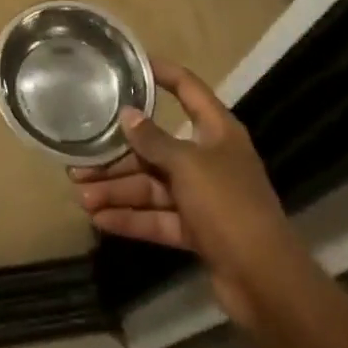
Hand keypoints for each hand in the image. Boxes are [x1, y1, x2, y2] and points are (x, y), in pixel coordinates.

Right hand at [71, 60, 299, 326]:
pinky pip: (158, 218)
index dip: (163, 73)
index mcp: (217, 131)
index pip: (188, 89)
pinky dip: (132, 219)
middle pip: (158, 148)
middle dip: (119, 157)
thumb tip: (127, 115)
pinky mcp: (197, 232)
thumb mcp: (188, 165)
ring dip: (118, 191)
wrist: (267, 283)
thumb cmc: (229, 206)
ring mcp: (203, 198)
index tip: (131, 65)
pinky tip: (100, 220)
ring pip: (152, 187)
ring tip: (81, 196)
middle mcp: (209, 159)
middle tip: (81, 161)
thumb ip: (154, 140)